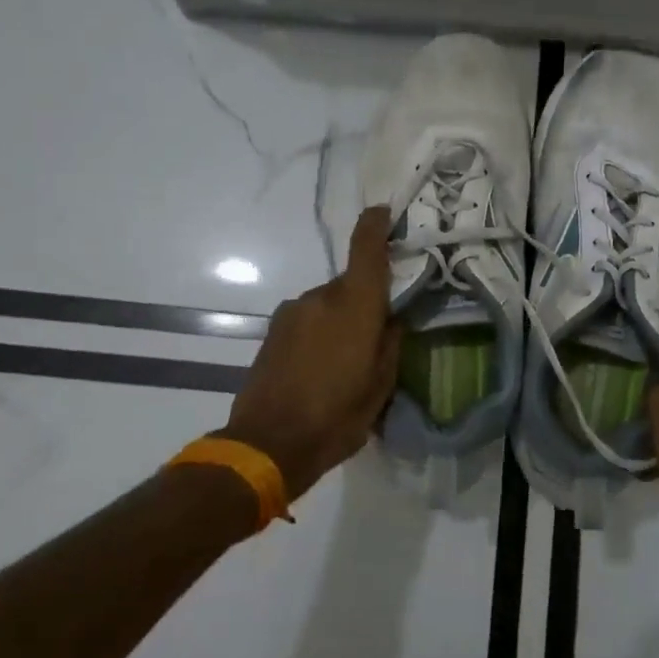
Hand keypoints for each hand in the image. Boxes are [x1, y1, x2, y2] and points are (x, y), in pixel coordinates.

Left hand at [224, 207, 403, 500]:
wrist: (267, 445)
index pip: (366, 249)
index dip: (375, 225)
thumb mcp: (381, 387)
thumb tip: (391, 320)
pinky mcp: (273, 331)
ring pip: (327, 304)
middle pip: (350, 284)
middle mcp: (321, 298)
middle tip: (375, 337)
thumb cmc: (336, 417)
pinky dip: (318, 333)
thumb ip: (390, 344)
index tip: (384, 212)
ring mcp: (292, 313)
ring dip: (339, 321)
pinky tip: (319, 369)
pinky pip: (307, 320)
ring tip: (344, 362)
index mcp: (355, 307)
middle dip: (365, 302)